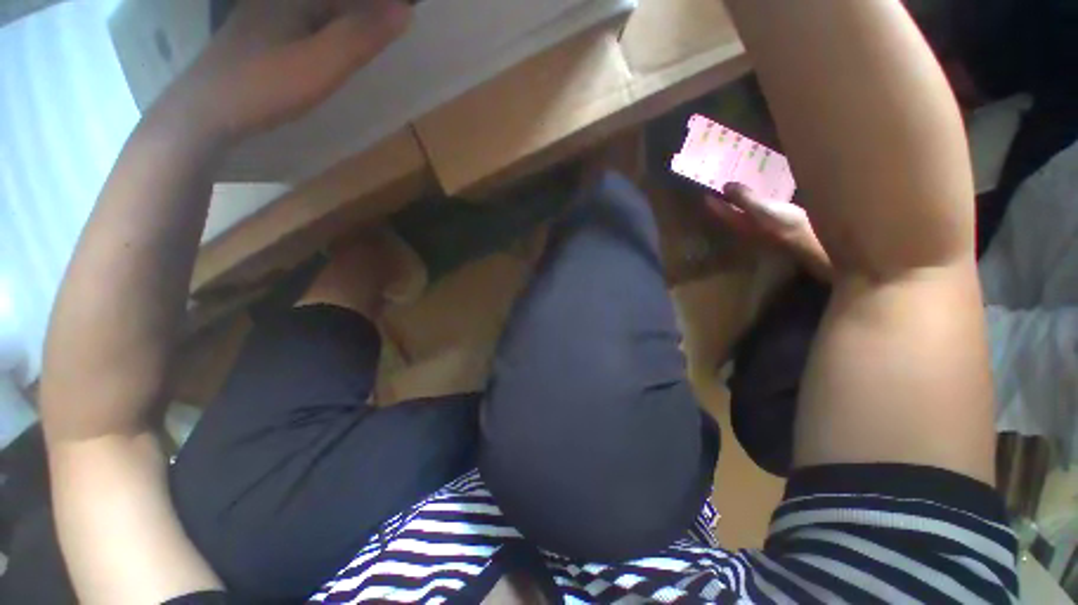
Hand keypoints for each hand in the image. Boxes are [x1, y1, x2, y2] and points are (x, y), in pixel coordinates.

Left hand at [160, 0, 412, 141]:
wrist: (207, 111)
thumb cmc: (265, 85)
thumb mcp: (321, 64)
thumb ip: (361, 36)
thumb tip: (405, 10)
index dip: (380, 8)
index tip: (402, 19)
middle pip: (335, 4)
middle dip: (365, 14)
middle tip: (392, 29)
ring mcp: (268, 13)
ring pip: (321, 12)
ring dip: (349, 24)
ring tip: (372, 40)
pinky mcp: (264, 33)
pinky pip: (306, 23)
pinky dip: (329, 34)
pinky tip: (335, 51)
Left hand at [707, 182, 832, 280]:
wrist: (808, 244)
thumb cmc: (783, 225)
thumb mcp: (762, 209)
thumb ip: (743, 198)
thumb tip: (725, 186)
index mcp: (737, 222)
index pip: (718, 209)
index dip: (712, 197)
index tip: (707, 185)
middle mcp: (742, 226)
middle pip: (727, 210)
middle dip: (723, 197)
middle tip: (721, 181)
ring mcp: (756, 227)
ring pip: (740, 211)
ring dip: (738, 198)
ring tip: (738, 183)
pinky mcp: (770, 225)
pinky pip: (756, 210)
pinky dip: (754, 200)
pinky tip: (760, 192)